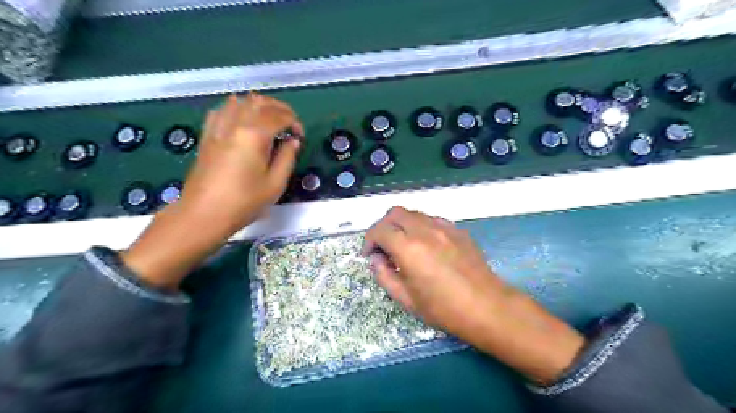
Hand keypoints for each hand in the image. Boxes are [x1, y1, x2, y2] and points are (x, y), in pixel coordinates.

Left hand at [121, 91, 302, 287]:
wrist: (203, 214)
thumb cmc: (243, 202)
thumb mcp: (274, 184)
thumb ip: (287, 158)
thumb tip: (293, 142)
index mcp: (254, 136)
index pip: (279, 116)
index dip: (294, 122)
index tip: (300, 136)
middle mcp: (235, 124)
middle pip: (259, 102)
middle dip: (279, 108)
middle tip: (289, 124)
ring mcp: (218, 128)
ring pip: (240, 101)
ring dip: (258, 106)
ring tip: (269, 120)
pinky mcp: (207, 136)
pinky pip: (222, 110)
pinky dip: (236, 109)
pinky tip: (243, 121)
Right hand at [365, 208, 583, 384]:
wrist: (487, 307)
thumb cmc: (444, 308)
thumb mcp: (406, 299)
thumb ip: (385, 276)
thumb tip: (376, 260)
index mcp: (409, 248)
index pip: (380, 230)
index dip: (369, 240)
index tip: (369, 254)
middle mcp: (425, 230)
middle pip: (395, 213)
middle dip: (383, 226)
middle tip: (383, 246)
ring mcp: (444, 227)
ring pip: (414, 213)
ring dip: (402, 225)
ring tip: (403, 245)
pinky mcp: (458, 230)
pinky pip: (432, 220)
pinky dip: (420, 227)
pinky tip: (425, 245)